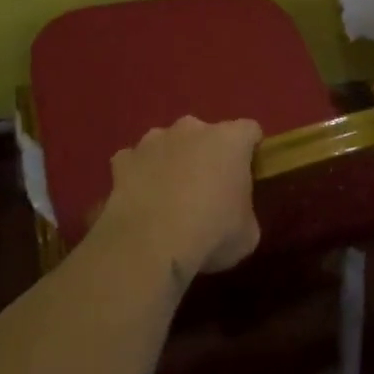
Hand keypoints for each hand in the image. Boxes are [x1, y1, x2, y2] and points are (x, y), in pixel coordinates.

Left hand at [96, 116, 262, 275]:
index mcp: (230, 140)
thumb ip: (244, 212)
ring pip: (167, 144)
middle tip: (207, 189)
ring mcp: (153, 140)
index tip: (248, 173)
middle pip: (205, 134)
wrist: (151, 245)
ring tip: (169, 197)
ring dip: (171, 161)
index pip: (249, 131)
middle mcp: (192, 129)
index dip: (250, 151)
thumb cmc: (212, 234)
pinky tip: (140, 202)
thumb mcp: (247, 233)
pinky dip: (139, 176)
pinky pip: (135, 162)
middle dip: (206, 154)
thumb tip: (234, 215)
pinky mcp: (123, 159)